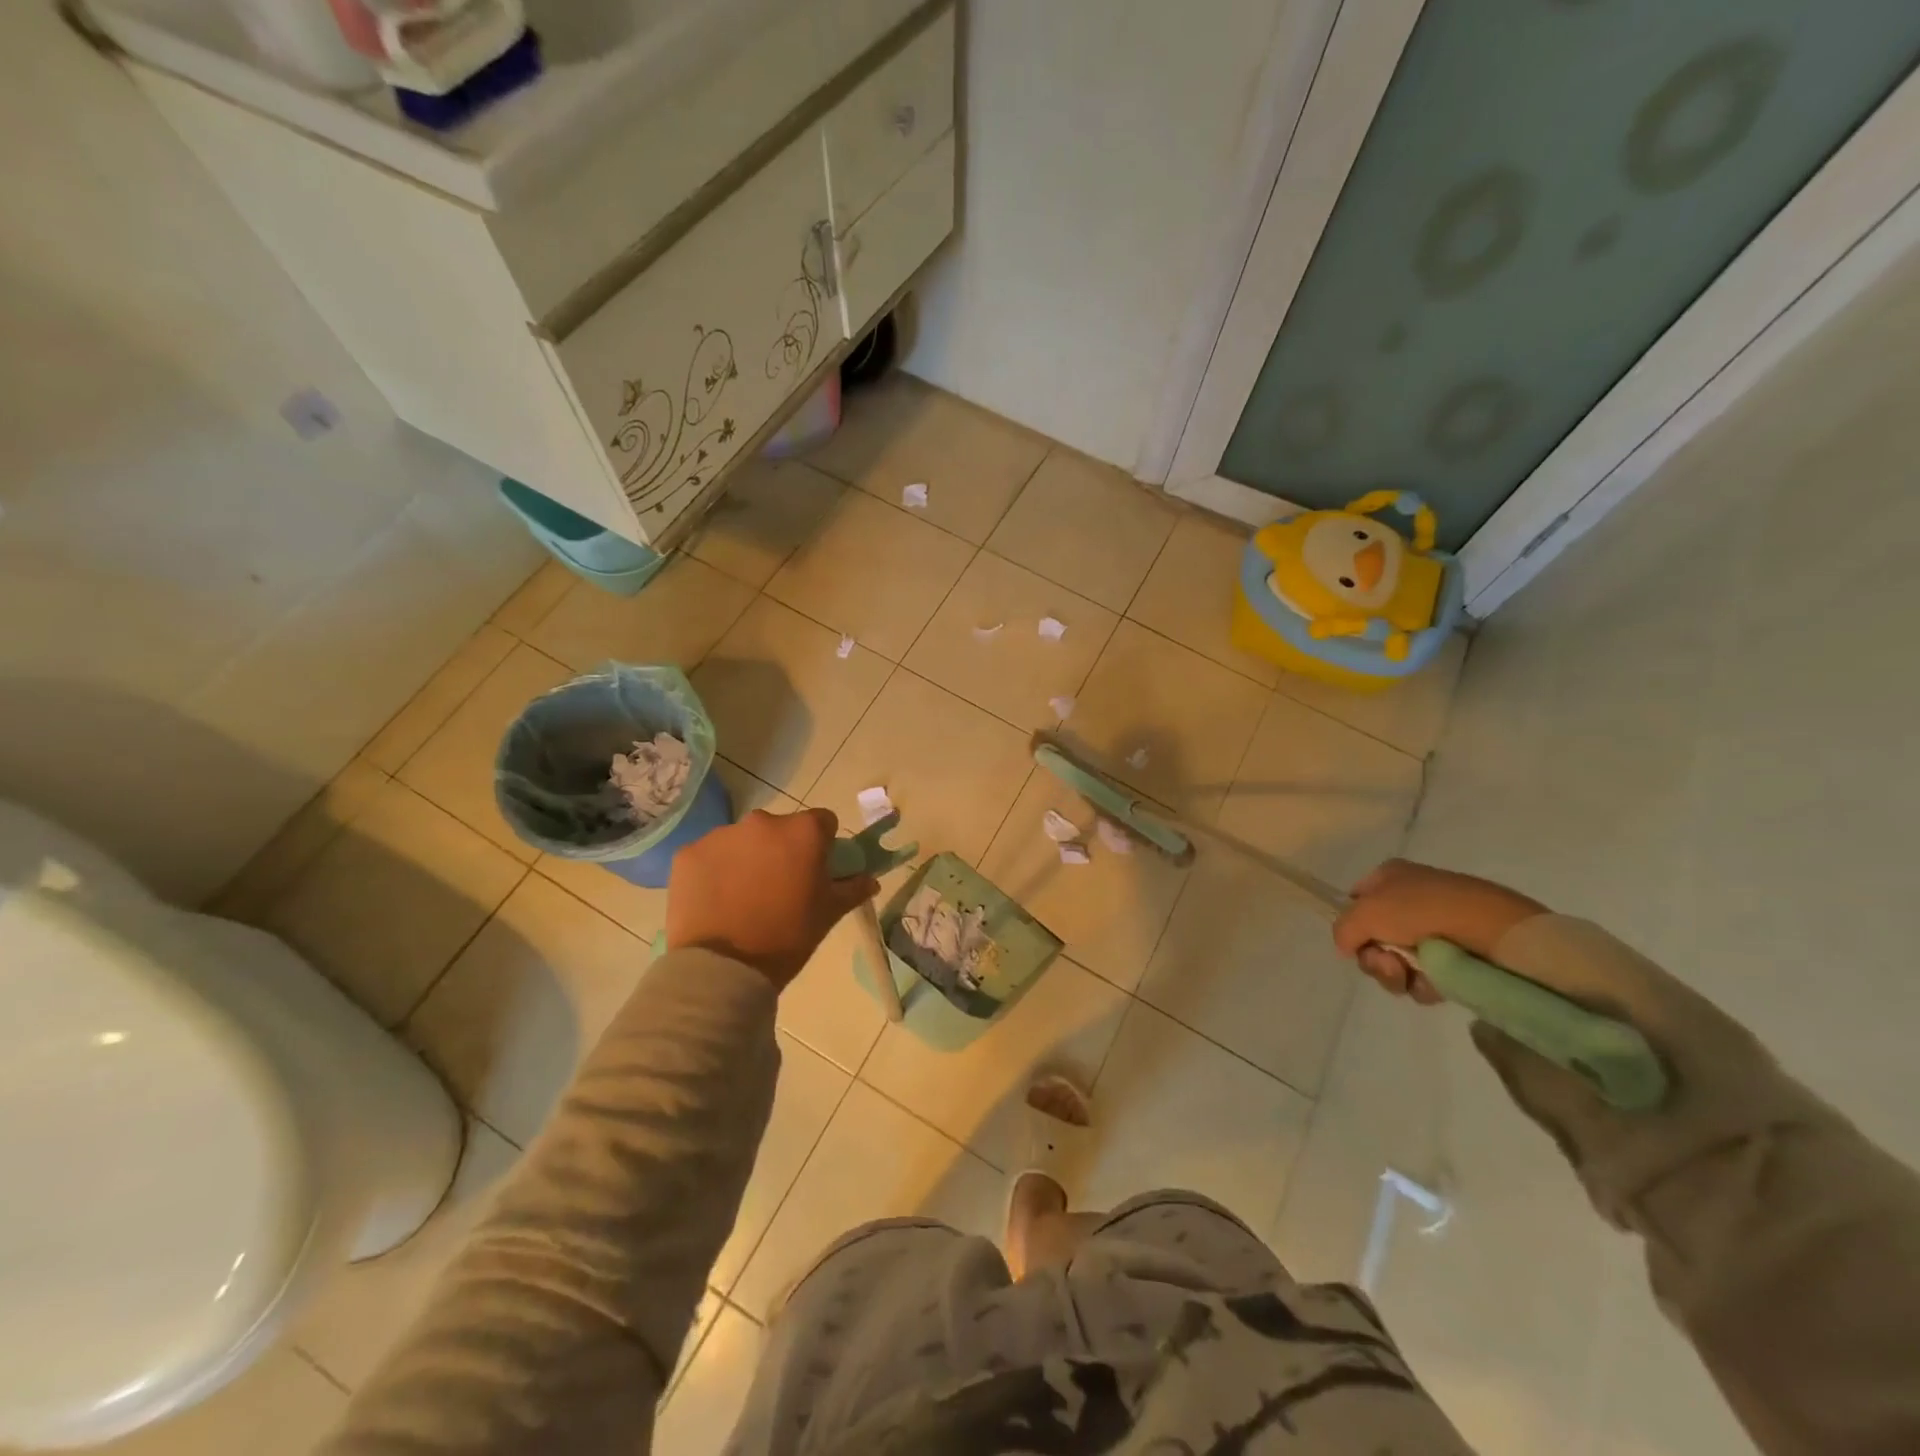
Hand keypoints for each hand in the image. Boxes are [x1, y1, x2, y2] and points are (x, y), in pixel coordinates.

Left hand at [666, 808, 878, 989]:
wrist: (723, 968)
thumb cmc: (787, 937)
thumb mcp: (828, 914)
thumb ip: (852, 889)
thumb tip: (869, 879)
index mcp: (802, 832)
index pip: (823, 822)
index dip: (823, 845)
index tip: (815, 870)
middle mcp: (762, 822)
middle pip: (780, 828)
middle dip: (782, 850)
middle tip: (779, 888)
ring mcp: (721, 835)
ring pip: (743, 840)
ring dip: (747, 858)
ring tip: (742, 898)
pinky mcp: (688, 853)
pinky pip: (710, 855)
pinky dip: (715, 870)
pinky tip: (716, 901)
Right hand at [1333, 859, 1546, 1004]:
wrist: (1492, 930)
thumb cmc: (1423, 909)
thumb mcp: (1366, 912)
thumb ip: (1343, 929)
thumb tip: (1346, 947)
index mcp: (1390, 877)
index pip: (1356, 901)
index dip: (1352, 923)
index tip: (1356, 939)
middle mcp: (1410, 900)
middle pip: (1373, 938)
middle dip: (1373, 957)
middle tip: (1387, 962)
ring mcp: (1434, 931)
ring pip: (1395, 963)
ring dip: (1394, 974)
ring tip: (1411, 974)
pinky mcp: (1456, 958)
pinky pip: (1424, 978)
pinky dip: (1423, 984)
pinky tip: (1434, 983)